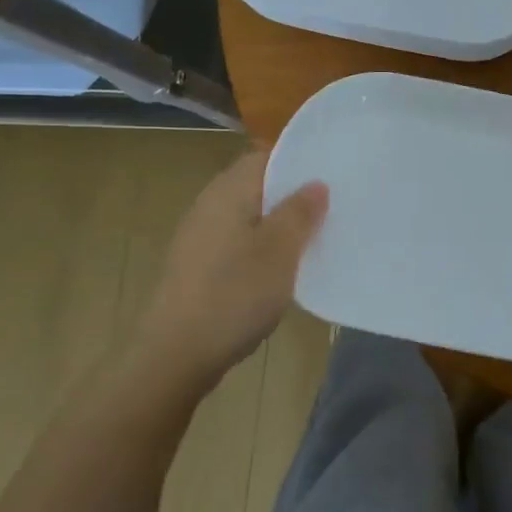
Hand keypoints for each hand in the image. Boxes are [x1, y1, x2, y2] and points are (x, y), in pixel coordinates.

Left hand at [132, 151, 326, 402]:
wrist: (174, 354)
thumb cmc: (233, 294)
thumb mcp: (280, 251)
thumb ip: (300, 212)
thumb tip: (316, 183)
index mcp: (228, 190)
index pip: (267, 156)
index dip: (301, 160)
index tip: (335, 170)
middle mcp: (210, 204)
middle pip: (258, 185)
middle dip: (294, 193)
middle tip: (336, 203)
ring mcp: (201, 236)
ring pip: (250, 215)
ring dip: (281, 222)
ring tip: (318, 233)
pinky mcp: (199, 265)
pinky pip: (240, 241)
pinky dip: (264, 246)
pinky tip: (285, 266)